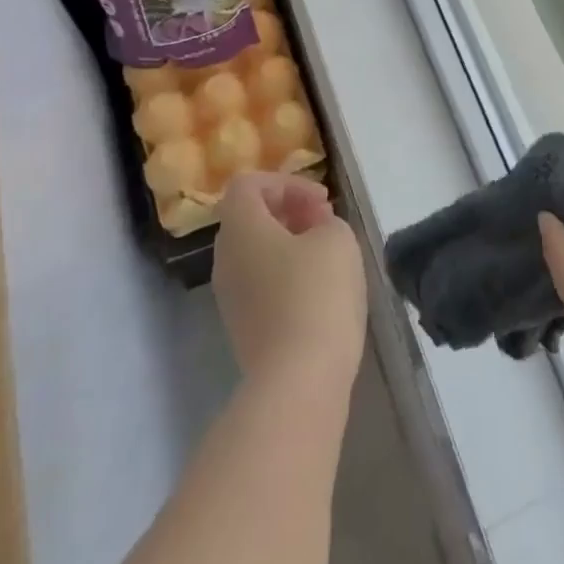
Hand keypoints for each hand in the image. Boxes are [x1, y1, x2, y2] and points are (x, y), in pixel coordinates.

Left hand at [214, 173, 366, 399]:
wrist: (299, 380)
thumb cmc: (317, 293)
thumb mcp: (337, 238)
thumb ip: (325, 220)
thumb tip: (314, 230)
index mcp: (240, 229)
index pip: (247, 185)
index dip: (287, 183)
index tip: (321, 202)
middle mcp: (225, 259)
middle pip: (249, 219)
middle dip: (290, 212)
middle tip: (326, 224)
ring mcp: (231, 298)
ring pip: (256, 254)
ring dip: (290, 245)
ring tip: (328, 257)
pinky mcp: (244, 329)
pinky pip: (261, 285)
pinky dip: (287, 276)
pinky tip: (320, 292)